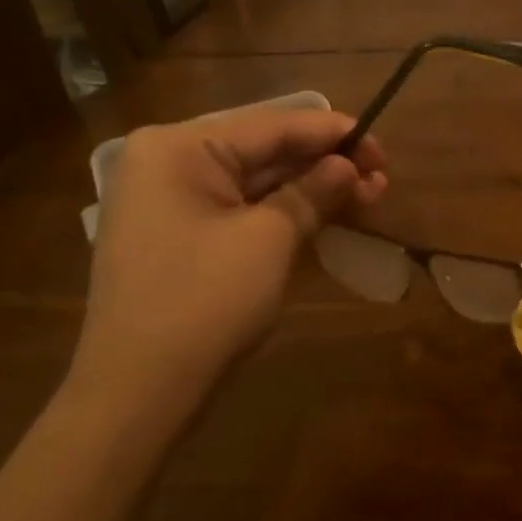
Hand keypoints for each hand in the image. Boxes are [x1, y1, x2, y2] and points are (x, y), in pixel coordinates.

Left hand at [76, 109, 385, 411]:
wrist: (140, 393)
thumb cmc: (205, 302)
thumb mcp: (269, 239)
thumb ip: (313, 191)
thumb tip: (348, 165)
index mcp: (178, 148)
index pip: (272, 126)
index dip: (333, 134)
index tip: (381, 147)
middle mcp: (168, 163)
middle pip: (264, 151)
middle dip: (326, 164)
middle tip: (381, 178)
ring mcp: (170, 203)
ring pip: (257, 183)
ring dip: (312, 189)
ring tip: (369, 197)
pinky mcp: (180, 237)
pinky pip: (242, 210)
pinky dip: (285, 212)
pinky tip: (328, 215)